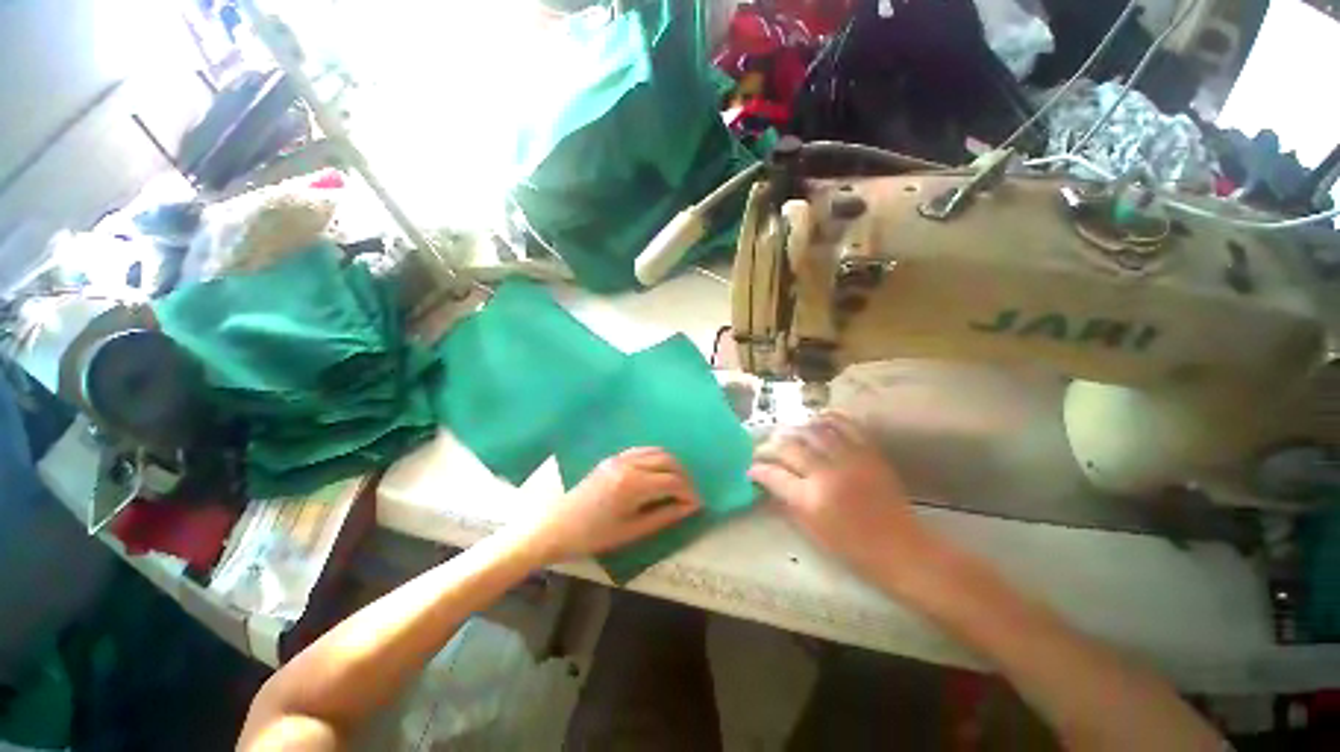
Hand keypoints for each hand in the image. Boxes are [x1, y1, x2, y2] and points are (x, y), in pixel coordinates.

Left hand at [518, 447, 702, 562]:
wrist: (551, 527)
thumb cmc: (590, 536)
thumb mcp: (630, 532)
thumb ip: (663, 516)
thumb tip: (688, 508)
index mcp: (633, 484)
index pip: (673, 481)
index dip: (689, 492)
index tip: (697, 504)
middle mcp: (628, 463)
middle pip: (668, 460)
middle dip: (684, 476)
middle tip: (689, 495)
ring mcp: (619, 457)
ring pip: (656, 451)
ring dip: (671, 465)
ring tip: (676, 484)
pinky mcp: (611, 457)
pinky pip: (642, 451)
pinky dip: (656, 459)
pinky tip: (656, 474)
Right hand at [749, 412, 934, 583]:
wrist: (901, 548)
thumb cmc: (852, 547)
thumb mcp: (811, 530)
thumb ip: (786, 500)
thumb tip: (767, 480)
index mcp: (812, 499)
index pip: (774, 474)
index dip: (758, 468)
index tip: (751, 467)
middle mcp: (829, 473)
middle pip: (791, 446)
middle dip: (771, 445)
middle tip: (765, 448)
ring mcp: (851, 459)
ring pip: (814, 430)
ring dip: (795, 428)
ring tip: (787, 432)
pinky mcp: (869, 452)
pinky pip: (845, 425)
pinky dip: (827, 418)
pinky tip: (816, 420)